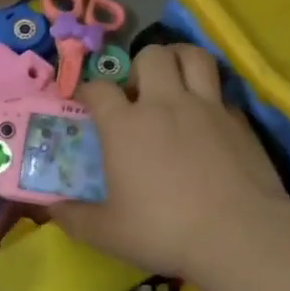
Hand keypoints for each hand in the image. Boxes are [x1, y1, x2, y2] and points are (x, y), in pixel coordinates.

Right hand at [50, 44, 289, 281]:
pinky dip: (208, 95)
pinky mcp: (239, 120)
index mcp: (125, 125)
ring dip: (178, 60)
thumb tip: (49, 208)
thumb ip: (73, 217)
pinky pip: (220, 90)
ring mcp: (206, 107)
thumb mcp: (106, 232)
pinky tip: (205, 119)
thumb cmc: (162, 230)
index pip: (98, 88)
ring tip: (173, 80)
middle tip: (136, 93)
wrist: (239, 235)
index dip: (87, 90)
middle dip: (138, 66)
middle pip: (150, 56)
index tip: (85, 102)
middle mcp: (164, 104)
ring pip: (192, 56)